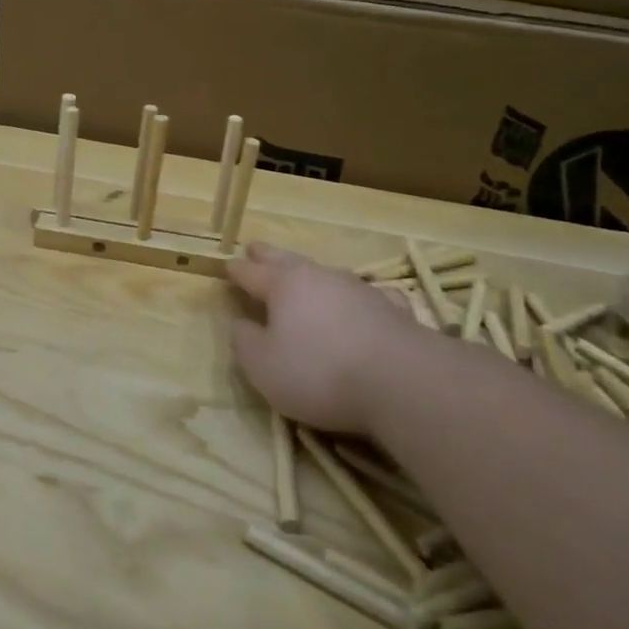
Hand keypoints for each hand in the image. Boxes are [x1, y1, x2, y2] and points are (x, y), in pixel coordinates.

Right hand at [227, 243, 422, 432]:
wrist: (403, 381)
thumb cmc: (319, 372)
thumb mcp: (263, 366)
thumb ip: (245, 342)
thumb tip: (241, 324)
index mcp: (283, 286)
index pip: (251, 273)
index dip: (236, 270)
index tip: (226, 264)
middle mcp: (320, 278)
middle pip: (287, 260)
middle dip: (268, 255)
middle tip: (255, 248)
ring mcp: (360, 290)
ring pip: (327, 273)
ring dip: (311, 273)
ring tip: (304, 273)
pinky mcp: (393, 309)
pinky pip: (369, 294)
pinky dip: (358, 296)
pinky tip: (366, 299)